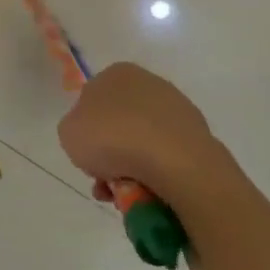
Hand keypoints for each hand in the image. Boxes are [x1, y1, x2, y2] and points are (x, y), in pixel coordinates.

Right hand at [58, 61, 216, 203]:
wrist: (173, 162)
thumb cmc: (112, 138)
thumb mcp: (69, 132)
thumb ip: (75, 128)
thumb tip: (92, 136)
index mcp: (117, 73)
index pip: (93, 100)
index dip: (86, 130)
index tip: (87, 155)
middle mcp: (149, 84)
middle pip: (119, 124)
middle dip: (110, 155)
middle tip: (104, 181)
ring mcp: (178, 110)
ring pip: (143, 144)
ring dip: (131, 170)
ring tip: (125, 196)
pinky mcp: (200, 138)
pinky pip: (167, 159)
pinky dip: (156, 176)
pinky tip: (148, 194)